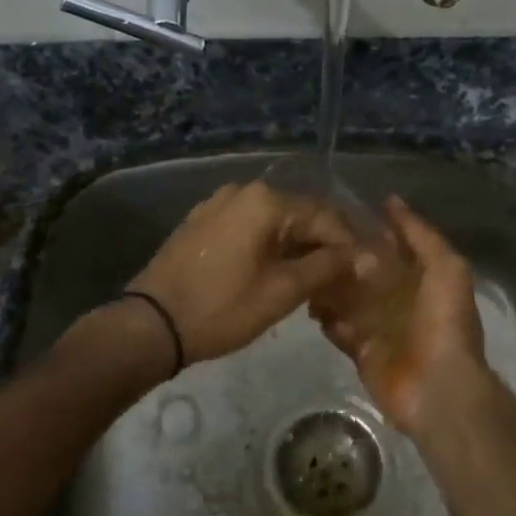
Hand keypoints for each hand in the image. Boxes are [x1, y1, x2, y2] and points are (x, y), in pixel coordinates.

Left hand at [128, 181, 356, 363]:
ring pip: (272, 222)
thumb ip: (326, 268)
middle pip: (298, 215)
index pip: (325, 216)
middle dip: (322, 246)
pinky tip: (272, 273)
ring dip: (295, 247)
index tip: (361, 275)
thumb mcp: (281, 292)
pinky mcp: (201, 222)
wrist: (151, 324)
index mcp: (266, 201)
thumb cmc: (221, 308)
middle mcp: (242, 191)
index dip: (348, 245)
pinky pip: (247, 227)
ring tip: (310, 282)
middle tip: (338, 283)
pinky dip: (266, 246)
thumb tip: (364, 256)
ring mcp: (217, 204)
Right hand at [311, 196, 487, 435]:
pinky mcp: (361, 351)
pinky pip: (338, 329)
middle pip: (365, 271)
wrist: (438, 387)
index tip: (338, 212)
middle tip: (311, 241)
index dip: (370, 229)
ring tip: (304, 269)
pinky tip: (309, 303)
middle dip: (343, 257)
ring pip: (347, 298)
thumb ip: (420, 235)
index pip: (393, 246)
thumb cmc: (444, 322)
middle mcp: (400, 298)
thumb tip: (391, 201)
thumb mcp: (446, 267)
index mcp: (423, 278)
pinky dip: (325, 318)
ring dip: (328, 286)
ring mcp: (379, 326)